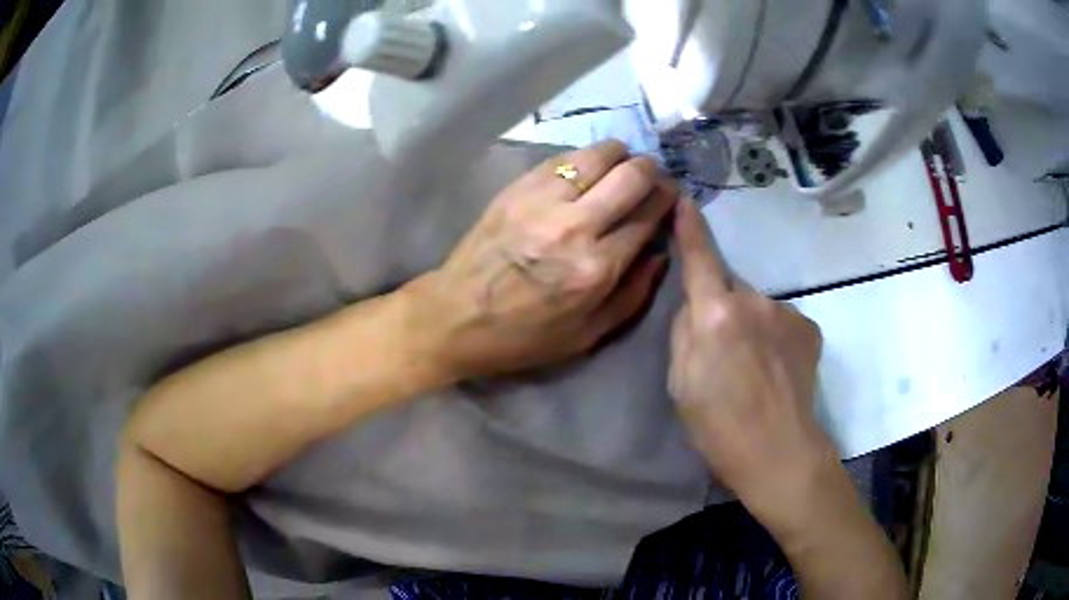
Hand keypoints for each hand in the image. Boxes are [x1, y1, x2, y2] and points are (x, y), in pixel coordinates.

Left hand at [406, 140, 678, 380]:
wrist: (455, 316)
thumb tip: (661, 251)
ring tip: (621, 166)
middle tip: (651, 177)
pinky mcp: (517, 187)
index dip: (667, 201)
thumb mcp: (588, 335)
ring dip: (620, 155)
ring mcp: (542, 200)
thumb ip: (634, 294)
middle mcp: (575, 225)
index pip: (649, 216)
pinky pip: (563, 157)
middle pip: (631, 175)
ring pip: (598, 154)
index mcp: (597, 268)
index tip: (671, 196)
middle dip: (651, 171)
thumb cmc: (524, 335)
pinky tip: (587, 169)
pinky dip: (584, 157)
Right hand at [668, 198, 833, 518]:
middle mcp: (754, 301)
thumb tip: (696, 304)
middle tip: (722, 355)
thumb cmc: (719, 426)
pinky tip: (777, 370)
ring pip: (757, 307)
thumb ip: (684, 331)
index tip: (686, 200)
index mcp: (716, 314)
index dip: (690, 229)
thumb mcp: (679, 382)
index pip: (700, 258)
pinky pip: (780, 321)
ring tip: (754, 369)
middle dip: (721, 310)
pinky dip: (774, 337)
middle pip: (729, 291)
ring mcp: (787, 312)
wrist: (780, 453)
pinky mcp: (810, 326)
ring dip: (750, 325)